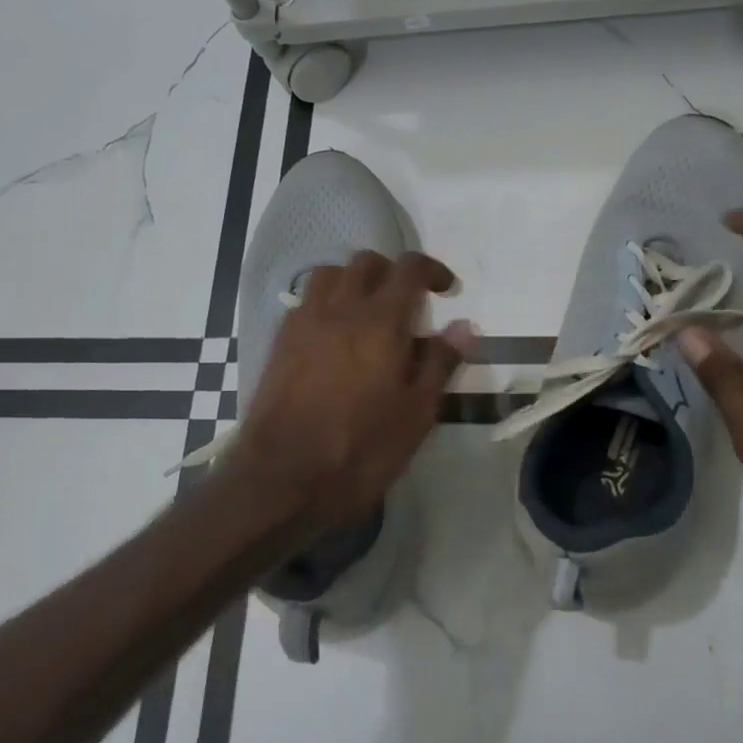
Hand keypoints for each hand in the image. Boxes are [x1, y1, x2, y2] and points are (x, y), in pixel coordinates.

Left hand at [225, 250, 477, 535]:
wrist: (283, 480)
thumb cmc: (361, 450)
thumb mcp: (417, 413)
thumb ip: (440, 363)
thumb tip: (463, 326)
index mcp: (381, 322)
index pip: (409, 268)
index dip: (433, 270)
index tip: (447, 290)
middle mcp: (340, 309)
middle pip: (367, 262)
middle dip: (393, 272)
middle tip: (409, 303)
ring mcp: (304, 323)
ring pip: (330, 275)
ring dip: (355, 282)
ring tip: (369, 313)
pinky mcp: (280, 342)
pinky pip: (306, 301)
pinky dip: (328, 303)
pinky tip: (336, 337)